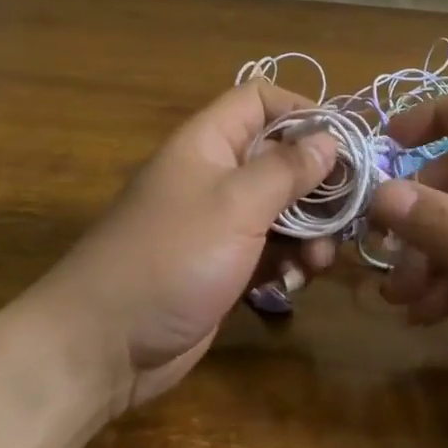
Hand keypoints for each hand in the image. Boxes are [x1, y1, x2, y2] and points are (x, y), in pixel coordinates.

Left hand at [45, 81, 338, 412]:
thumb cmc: (170, 258)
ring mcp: (221, 223)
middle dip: (318, 184)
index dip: (302, 111)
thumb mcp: (236, 205)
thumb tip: (329, 138)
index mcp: (209, 143)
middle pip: (282, 157)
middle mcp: (216, 175)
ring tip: (318, 260)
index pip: (260, 100)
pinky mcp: (226, 265)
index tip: (342, 144)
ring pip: (284, 208)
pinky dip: (290, 262)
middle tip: (345, 213)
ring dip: (310, 231)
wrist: (102, 347)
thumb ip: (287, 168)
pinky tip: (295, 283)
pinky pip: (272, 249)